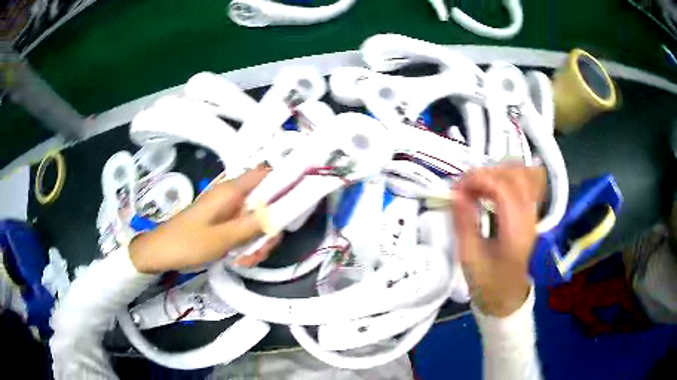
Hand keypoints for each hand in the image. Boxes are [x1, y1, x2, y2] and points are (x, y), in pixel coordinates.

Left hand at [130, 166, 280, 273]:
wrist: (160, 252)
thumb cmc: (187, 243)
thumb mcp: (223, 238)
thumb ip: (253, 225)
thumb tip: (282, 211)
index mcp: (232, 191)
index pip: (266, 174)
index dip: (285, 183)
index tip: (296, 206)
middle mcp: (233, 196)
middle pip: (266, 203)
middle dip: (269, 228)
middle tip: (261, 251)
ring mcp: (228, 210)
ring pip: (257, 220)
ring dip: (257, 242)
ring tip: (245, 261)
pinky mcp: (224, 223)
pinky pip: (244, 230)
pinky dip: (246, 245)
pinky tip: (238, 260)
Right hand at [450, 164, 545, 316]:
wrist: (507, 297)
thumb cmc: (488, 281)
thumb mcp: (470, 257)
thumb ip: (464, 222)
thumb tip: (455, 193)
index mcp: (515, 229)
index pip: (503, 187)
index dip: (479, 179)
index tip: (457, 187)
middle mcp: (529, 215)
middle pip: (517, 174)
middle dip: (488, 172)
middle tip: (467, 186)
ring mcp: (533, 213)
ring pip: (525, 174)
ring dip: (500, 171)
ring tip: (480, 184)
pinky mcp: (530, 213)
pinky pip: (526, 182)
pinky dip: (509, 176)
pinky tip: (494, 186)